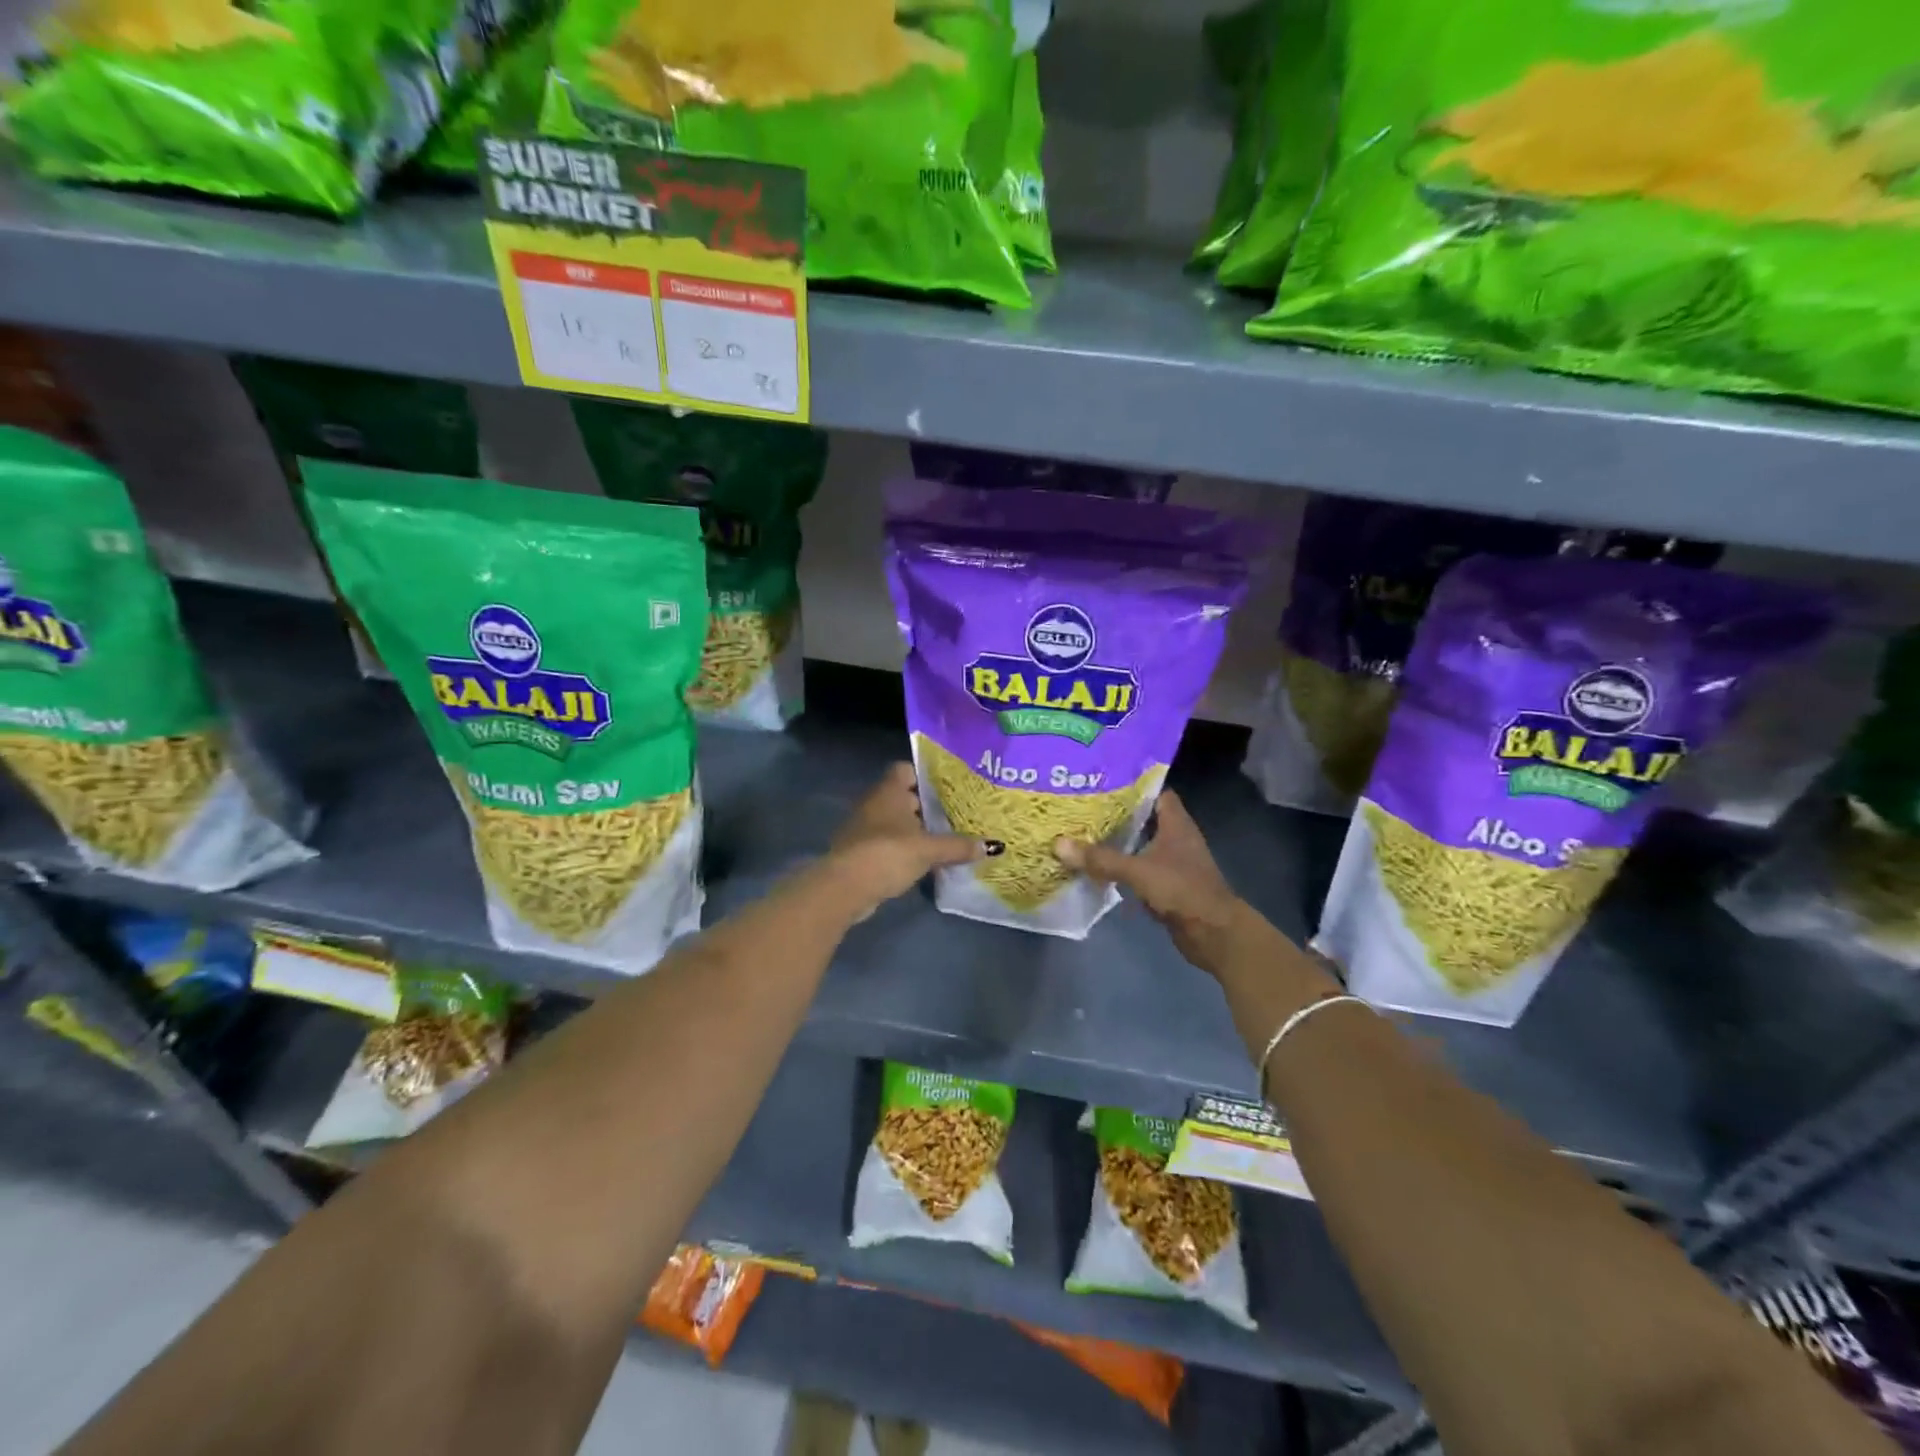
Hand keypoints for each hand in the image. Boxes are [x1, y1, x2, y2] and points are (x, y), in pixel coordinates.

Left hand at [824, 763, 985, 920]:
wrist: (845, 888)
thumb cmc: (888, 853)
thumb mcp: (929, 849)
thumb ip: (958, 846)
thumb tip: (992, 845)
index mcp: (888, 791)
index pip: (906, 769)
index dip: (925, 775)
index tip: (949, 787)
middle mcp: (874, 803)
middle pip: (904, 797)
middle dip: (927, 806)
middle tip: (956, 814)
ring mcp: (864, 828)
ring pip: (896, 822)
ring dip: (915, 830)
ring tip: (945, 839)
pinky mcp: (861, 852)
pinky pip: (888, 844)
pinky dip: (904, 849)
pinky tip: (924, 862)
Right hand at [1053, 790, 1258, 975]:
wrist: (1214, 933)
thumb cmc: (1182, 890)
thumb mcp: (1138, 871)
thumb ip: (1101, 858)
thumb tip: (1059, 844)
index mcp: (1176, 824)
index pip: (1156, 793)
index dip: (1133, 786)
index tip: (1103, 782)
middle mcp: (1177, 838)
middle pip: (1145, 818)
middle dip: (1117, 814)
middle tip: (1084, 807)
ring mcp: (1174, 863)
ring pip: (1141, 845)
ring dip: (1119, 842)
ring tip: (1084, 833)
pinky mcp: (1168, 886)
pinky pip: (1141, 869)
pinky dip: (1124, 867)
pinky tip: (1099, 867)